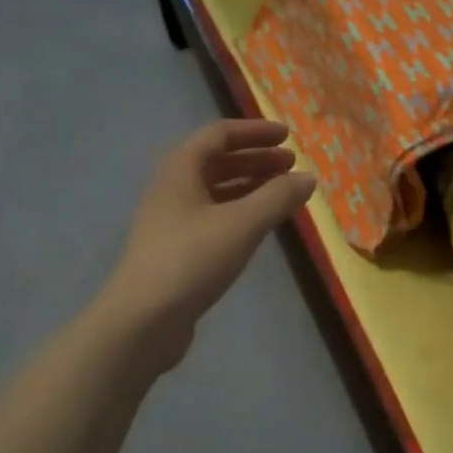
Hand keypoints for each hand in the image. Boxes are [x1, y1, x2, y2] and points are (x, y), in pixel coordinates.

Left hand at [105, 120, 316, 370]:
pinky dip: (240, 211)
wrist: (143, 320)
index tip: (288, 137)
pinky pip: (213, 216)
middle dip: (256, 159)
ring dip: (250, 185)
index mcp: (180, 169)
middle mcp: (171, 187)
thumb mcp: (243, 224)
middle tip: (291, 165)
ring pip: (215, 190)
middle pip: (217, 160)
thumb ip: (278, 197)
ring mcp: (171, 219)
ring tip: (283, 192)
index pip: (219, 134)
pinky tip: (261, 224)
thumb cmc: (192, 260)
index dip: (255, 132)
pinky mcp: (175, 248)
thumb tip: (308, 177)